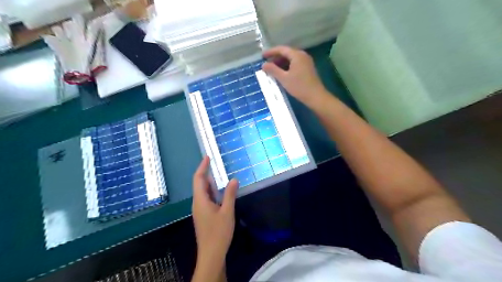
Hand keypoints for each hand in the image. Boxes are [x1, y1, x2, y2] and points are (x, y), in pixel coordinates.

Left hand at [193, 156, 238, 264]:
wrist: (211, 253)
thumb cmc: (219, 232)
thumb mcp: (227, 212)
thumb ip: (230, 194)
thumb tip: (234, 179)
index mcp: (200, 200)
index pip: (198, 179)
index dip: (202, 167)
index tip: (207, 157)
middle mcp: (197, 203)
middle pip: (200, 184)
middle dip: (207, 173)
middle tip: (216, 164)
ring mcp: (200, 210)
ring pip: (204, 192)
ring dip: (211, 183)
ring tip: (219, 176)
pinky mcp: (203, 215)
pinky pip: (206, 199)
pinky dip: (213, 192)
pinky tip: (221, 192)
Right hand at [264, 45, 329, 107]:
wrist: (315, 96)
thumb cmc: (299, 87)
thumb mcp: (284, 78)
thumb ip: (273, 70)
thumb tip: (263, 65)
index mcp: (297, 55)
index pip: (281, 49)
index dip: (271, 52)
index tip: (262, 56)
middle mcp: (302, 55)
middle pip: (287, 53)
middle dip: (276, 57)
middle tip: (266, 63)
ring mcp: (306, 62)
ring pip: (291, 59)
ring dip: (281, 63)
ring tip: (272, 69)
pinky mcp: (308, 68)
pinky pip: (295, 63)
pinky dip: (287, 66)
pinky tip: (282, 73)